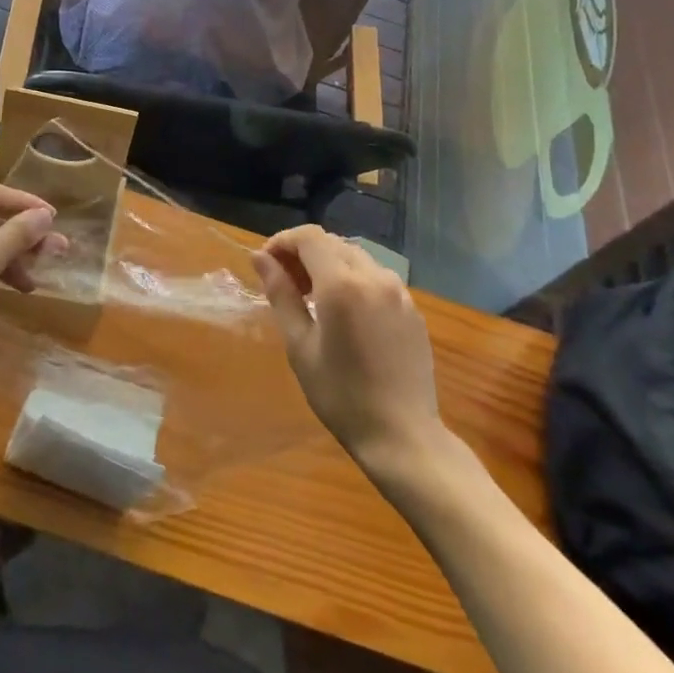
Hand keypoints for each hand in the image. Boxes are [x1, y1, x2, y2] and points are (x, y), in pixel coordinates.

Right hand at [254, 226, 443, 471]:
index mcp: (342, 284)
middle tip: (285, 283)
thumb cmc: (341, 395)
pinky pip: (376, 279)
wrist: (403, 435)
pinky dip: (354, 281)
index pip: (309, 237)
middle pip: (333, 244)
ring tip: (313, 299)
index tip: (266, 263)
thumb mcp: (299, 346)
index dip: (283, 241)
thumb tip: (260, 258)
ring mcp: (399, 291)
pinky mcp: (413, 309)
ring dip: (329, 265)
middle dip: (304, 253)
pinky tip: (346, 314)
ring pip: (356, 258)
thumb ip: (281, 294)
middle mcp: (374, 277)